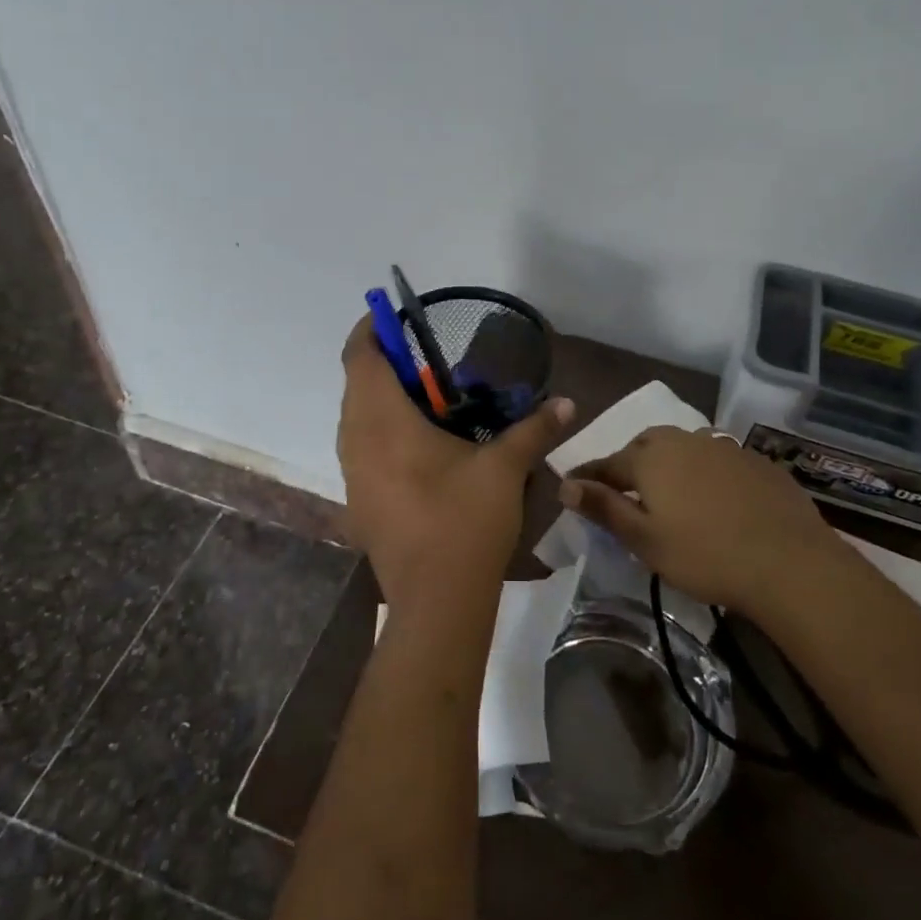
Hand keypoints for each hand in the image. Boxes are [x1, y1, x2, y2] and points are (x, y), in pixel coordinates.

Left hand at [337, 317, 573, 618]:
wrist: (435, 602)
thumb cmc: (465, 522)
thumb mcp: (504, 468)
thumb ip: (534, 429)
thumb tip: (567, 403)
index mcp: (382, 421)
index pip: (359, 357)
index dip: (370, 330)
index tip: (392, 316)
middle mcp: (356, 441)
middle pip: (356, 384)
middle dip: (384, 365)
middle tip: (427, 361)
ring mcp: (352, 475)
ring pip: (356, 418)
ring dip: (382, 400)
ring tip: (427, 401)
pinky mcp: (359, 501)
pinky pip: (362, 448)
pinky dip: (382, 432)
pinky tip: (422, 447)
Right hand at [558, 427, 851, 613]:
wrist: (789, 562)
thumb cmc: (704, 555)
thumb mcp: (644, 539)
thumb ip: (603, 507)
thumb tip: (564, 484)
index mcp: (651, 459)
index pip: (607, 463)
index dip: (588, 475)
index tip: (572, 484)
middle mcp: (684, 441)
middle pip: (646, 446)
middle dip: (630, 462)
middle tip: (624, 488)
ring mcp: (724, 448)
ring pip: (684, 448)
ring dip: (669, 463)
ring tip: (669, 490)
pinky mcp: (756, 462)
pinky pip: (717, 459)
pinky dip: (704, 472)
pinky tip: (713, 496)